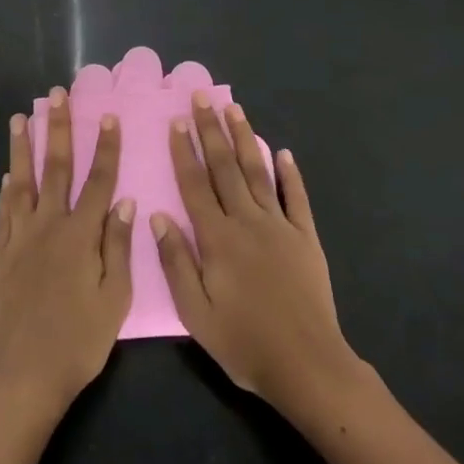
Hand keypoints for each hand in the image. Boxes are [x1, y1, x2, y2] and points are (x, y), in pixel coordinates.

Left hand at [0, 89, 135, 424]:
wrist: (25, 373)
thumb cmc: (79, 341)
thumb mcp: (115, 299)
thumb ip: (118, 247)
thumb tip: (125, 202)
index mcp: (81, 235)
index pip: (98, 181)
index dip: (104, 147)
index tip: (107, 116)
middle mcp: (49, 226)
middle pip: (55, 168)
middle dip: (57, 129)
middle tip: (56, 96)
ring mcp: (20, 238)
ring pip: (22, 183)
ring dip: (21, 149)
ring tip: (19, 118)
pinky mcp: (1, 255)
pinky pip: (4, 214)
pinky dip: (6, 191)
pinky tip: (6, 176)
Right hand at [153, 94, 361, 417]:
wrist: (306, 365)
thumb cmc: (244, 343)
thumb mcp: (196, 312)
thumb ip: (176, 262)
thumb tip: (157, 216)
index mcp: (217, 239)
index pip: (195, 185)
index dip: (184, 152)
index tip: (176, 121)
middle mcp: (248, 222)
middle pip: (225, 168)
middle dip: (211, 131)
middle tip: (202, 98)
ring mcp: (280, 227)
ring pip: (258, 173)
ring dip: (245, 139)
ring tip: (235, 109)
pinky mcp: (306, 238)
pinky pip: (297, 199)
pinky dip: (290, 174)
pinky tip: (283, 153)